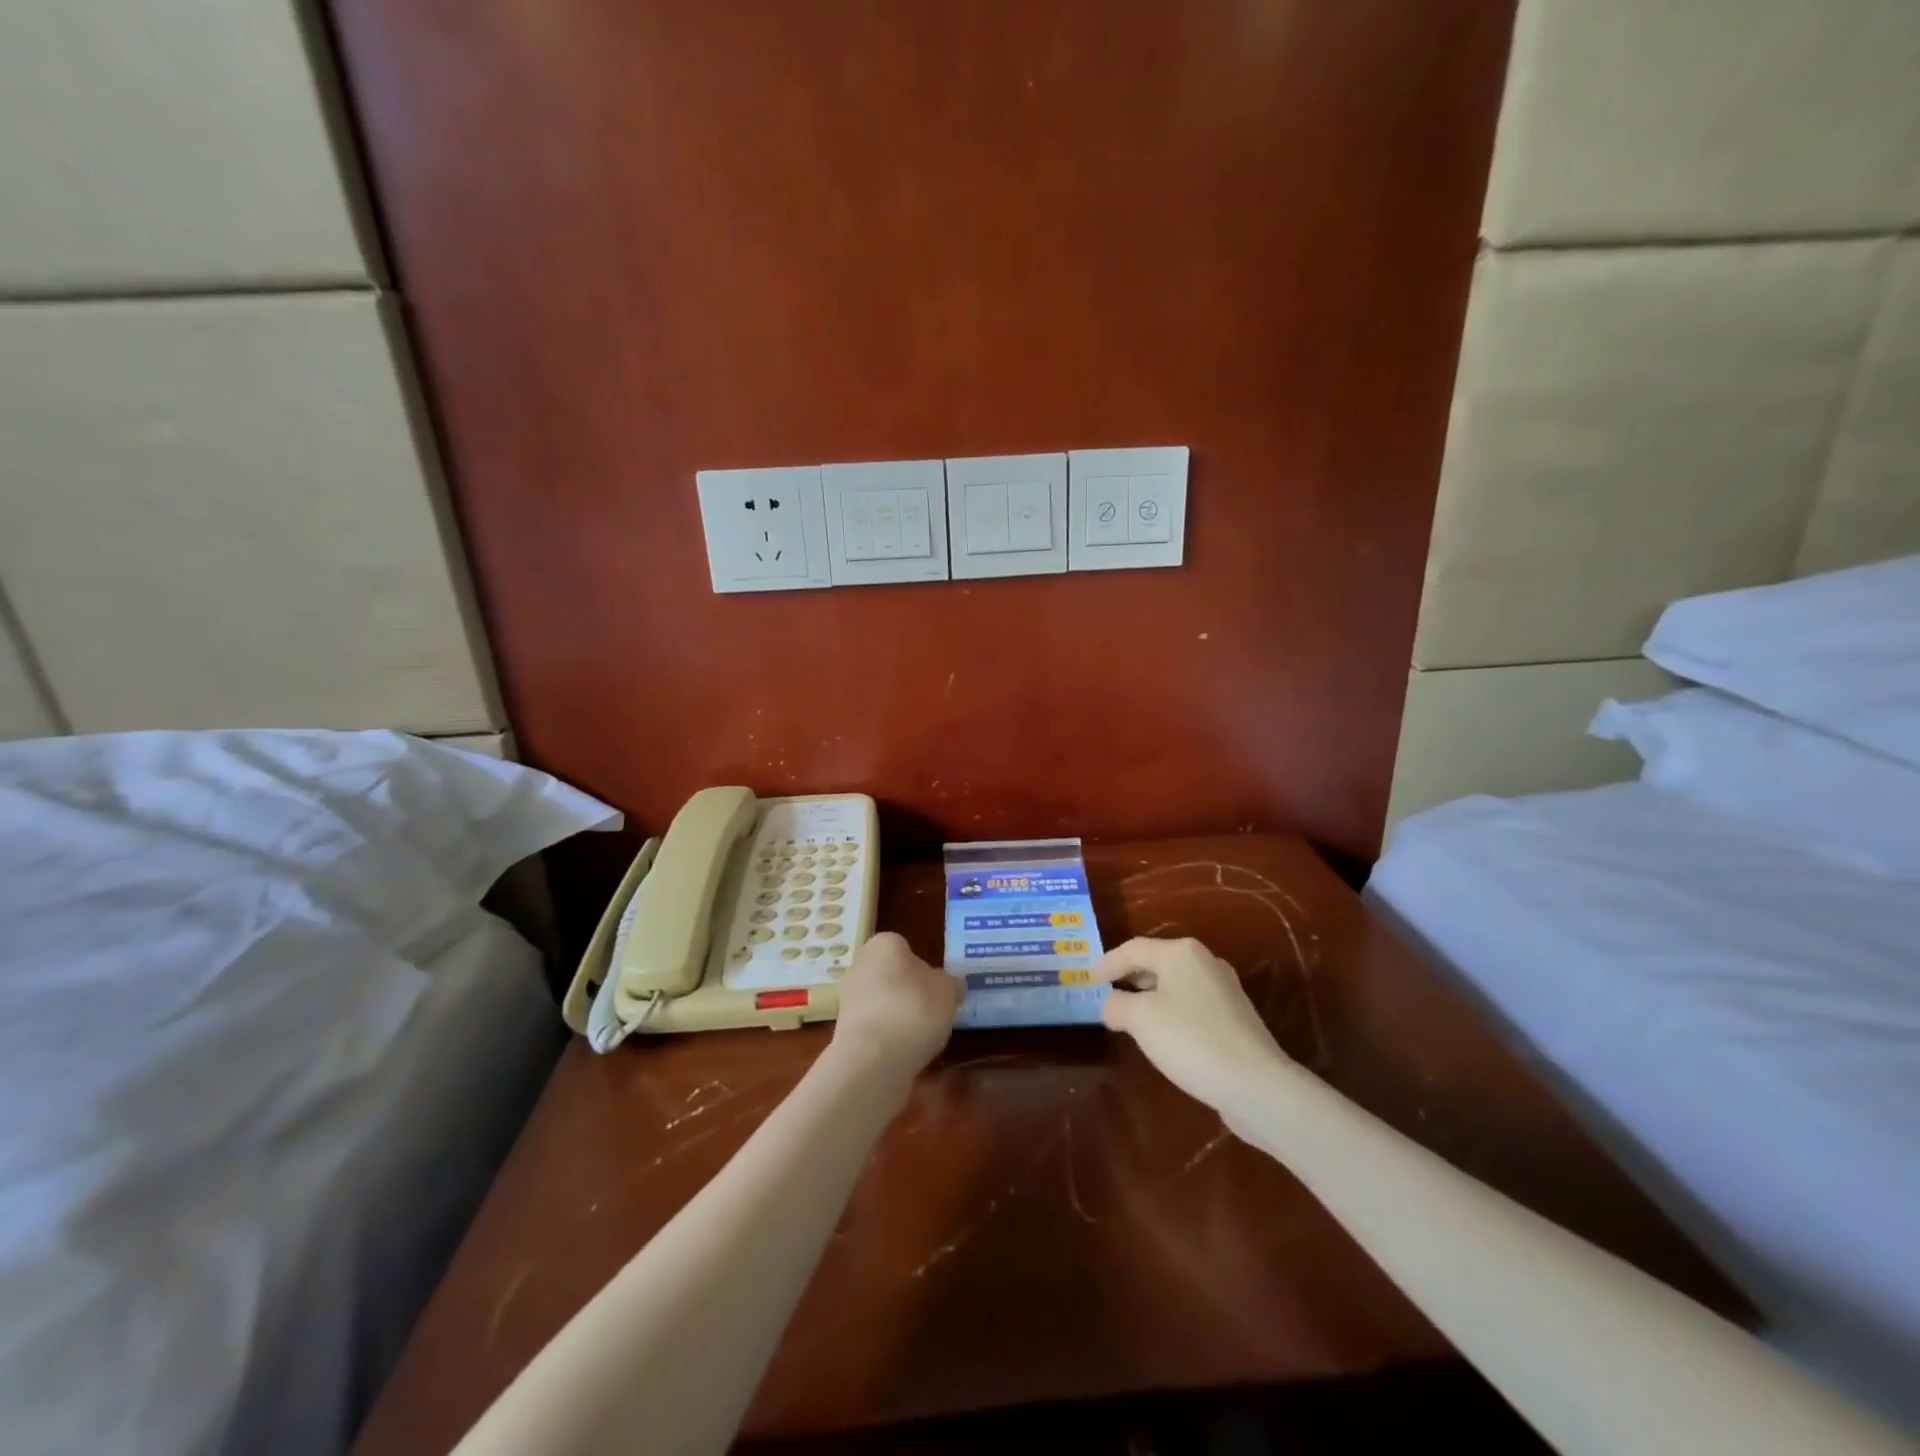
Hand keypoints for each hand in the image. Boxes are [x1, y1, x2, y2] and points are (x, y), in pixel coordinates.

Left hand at [830, 932, 960, 1077]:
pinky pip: (874, 1027)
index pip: (905, 948)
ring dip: (898, 1015)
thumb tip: (950, 986)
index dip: (924, 968)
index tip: (937, 989)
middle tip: (932, 1011)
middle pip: (891, 975)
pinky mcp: (844, 1030)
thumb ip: (950, 984)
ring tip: (921, 1036)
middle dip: (909, 991)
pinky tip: (904, 1051)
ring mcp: (848, 998)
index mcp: (884, 944)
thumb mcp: (948, 991)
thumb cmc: (913, 1008)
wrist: (873, 1058)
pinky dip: (888, 1036)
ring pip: (882, 1002)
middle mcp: (860, 964)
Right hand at [1096, 937, 1291, 1117]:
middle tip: (1107, 991)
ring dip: (1150, 996)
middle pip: (1157, 962)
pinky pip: (1191, 1005)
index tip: (1089, 979)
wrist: (1256, 1085)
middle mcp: (1205, 962)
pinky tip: (1163, 1034)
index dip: (1107, 963)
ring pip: (1175, 984)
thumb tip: (1111, 1004)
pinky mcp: (1235, 1018)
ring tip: (1130, 1014)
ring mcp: (1224, 990)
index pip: (1133, 949)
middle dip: (1130, 976)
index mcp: (1181, 953)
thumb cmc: (1191, 1040)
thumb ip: (1117, 1005)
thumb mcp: (1140, 1020)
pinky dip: (1170, 1012)